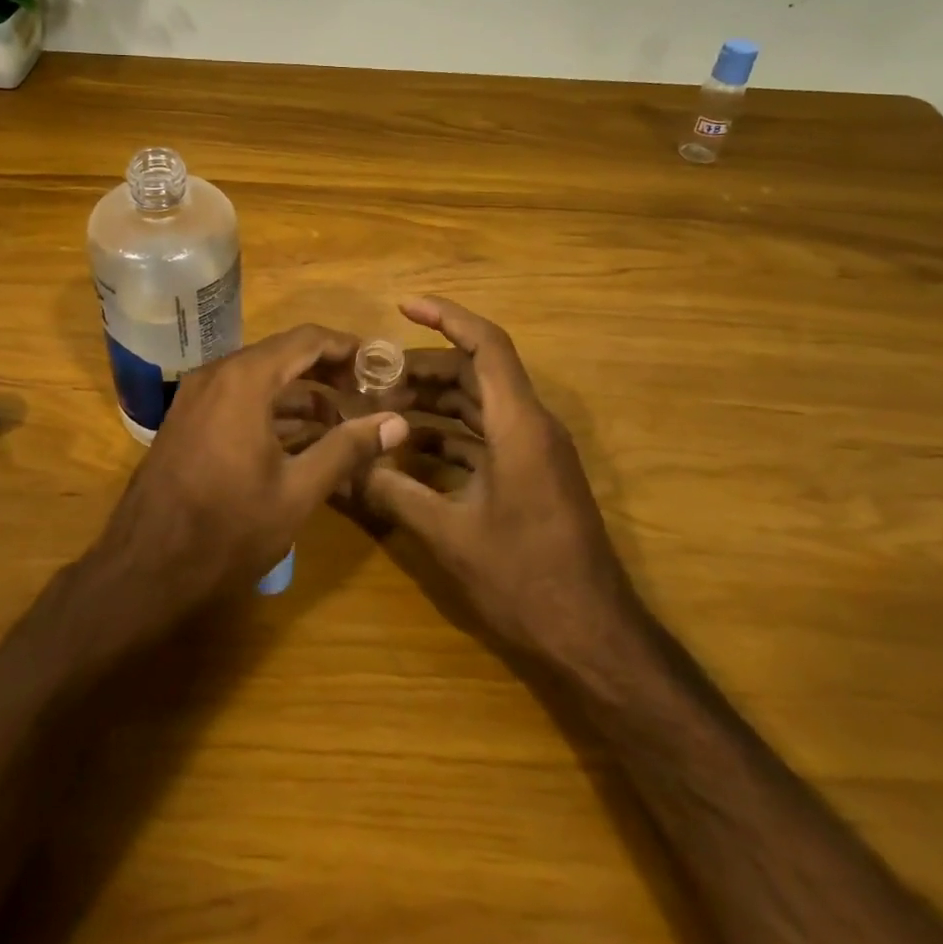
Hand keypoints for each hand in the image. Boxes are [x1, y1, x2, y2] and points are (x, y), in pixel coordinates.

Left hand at [88, 325, 408, 628]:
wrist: (145, 569)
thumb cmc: (228, 529)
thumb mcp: (298, 491)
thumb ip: (348, 449)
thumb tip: (397, 423)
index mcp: (245, 379)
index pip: (307, 339)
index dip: (347, 347)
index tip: (380, 363)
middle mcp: (217, 374)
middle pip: (283, 354)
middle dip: (327, 369)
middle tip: (366, 392)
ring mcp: (196, 395)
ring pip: (260, 376)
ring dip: (301, 391)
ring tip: (342, 418)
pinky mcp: (186, 418)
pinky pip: (238, 396)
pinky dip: (272, 406)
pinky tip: (300, 436)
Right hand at [362, 297, 636, 662]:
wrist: (594, 637)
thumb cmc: (526, 580)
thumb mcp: (450, 536)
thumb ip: (395, 494)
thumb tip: (348, 468)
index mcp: (518, 425)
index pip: (486, 346)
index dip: (446, 317)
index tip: (403, 305)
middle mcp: (531, 426)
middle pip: (477, 372)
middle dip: (425, 367)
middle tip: (373, 378)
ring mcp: (534, 451)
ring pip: (480, 403)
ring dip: (435, 400)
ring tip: (383, 407)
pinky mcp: (532, 475)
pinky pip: (486, 435)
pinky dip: (449, 433)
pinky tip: (410, 448)